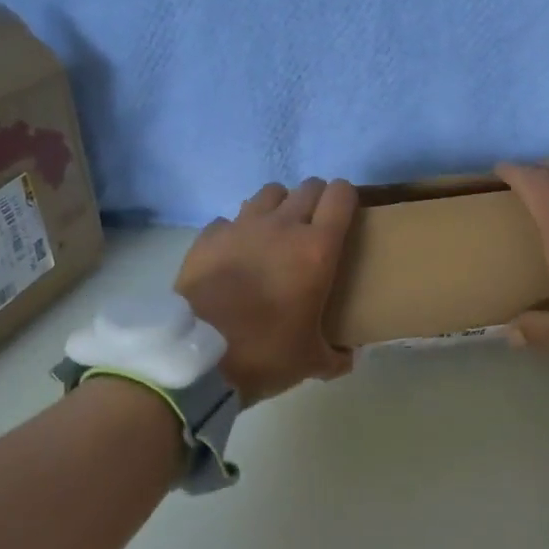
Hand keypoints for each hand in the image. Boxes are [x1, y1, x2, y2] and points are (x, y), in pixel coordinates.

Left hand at [175, 178, 358, 405]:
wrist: (198, 358)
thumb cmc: (265, 353)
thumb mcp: (311, 361)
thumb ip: (337, 356)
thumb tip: (350, 357)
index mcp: (316, 248)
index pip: (341, 195)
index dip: (347, 198)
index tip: (347, 216)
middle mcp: (282, 226)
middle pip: (308, 187)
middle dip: (316, 200)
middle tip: (314, 228)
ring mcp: (241, 226)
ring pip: (269, 193)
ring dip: (279, 206)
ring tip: (275, 232)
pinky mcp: (208, 236)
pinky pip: (229, 219)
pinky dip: (237, 230)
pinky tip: (235, 253)